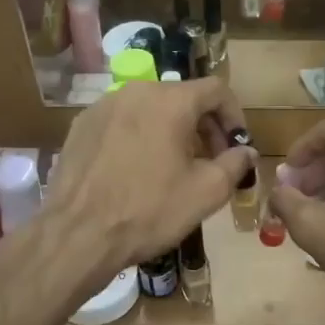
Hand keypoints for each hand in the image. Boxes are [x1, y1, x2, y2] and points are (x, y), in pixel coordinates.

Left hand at [45, 78, 254, 279]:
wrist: (77, 235)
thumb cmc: (149, 211)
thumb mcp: (207, 192)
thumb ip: (235, 164)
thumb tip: (246, 152)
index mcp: (170, 101)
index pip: (217, 90)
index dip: (235, 116)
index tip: (237, 146)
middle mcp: (135, 92)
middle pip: (183, 97)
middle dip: (205, 126)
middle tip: (212, 161)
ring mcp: (103, 107)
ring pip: (151, 109)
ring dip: (173, 131)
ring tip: (176, 167)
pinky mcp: (81, 126)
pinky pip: (123, 122)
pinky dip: (141, 137)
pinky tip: (139, 171)